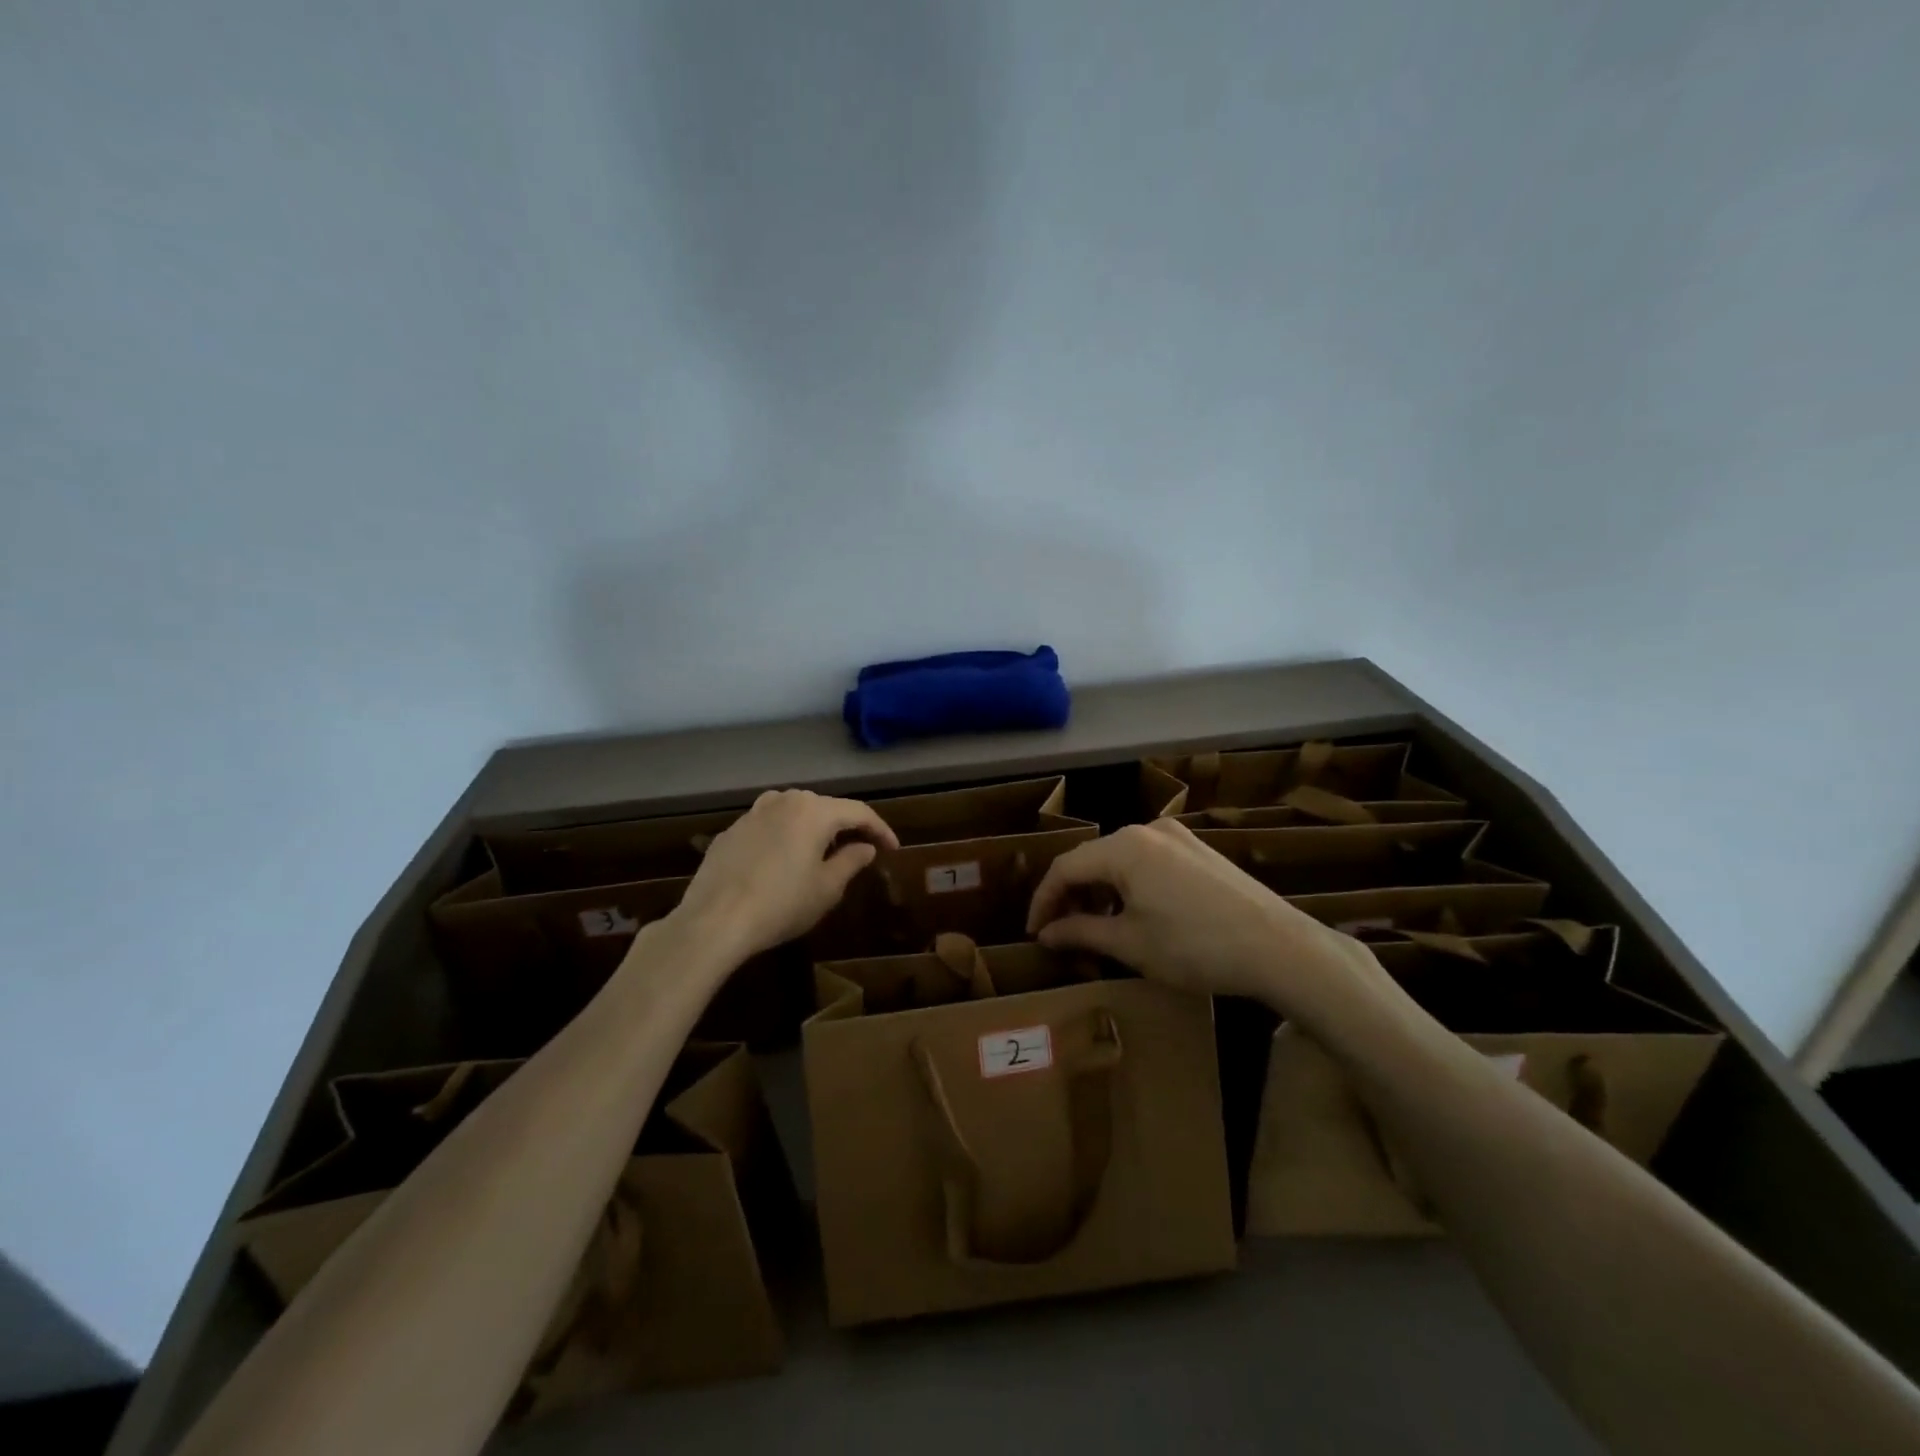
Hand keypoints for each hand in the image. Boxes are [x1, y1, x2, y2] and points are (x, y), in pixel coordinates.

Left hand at [674, 789, 899, 960]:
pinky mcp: (731, 831)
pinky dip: (785, 836)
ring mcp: (753, 813)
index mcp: (814, 811)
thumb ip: (851, 861)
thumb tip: (865, 847)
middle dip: (846, 826)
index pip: (858, 811)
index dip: (880, 829)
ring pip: (794, 812)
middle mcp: (784, 801)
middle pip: (826, 807)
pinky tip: (783, 860)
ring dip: (814, 827)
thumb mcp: (826, 888)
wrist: (714, 921)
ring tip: (822, 851)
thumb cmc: (781, 904)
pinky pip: (769, 825)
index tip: (893, 849)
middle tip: (861, 849)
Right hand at [1026, 817, 1380, 1013]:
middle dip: (1072, 896)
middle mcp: (1147, 829)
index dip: (1043, 901)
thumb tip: (1045, 934)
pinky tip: (1136, 914)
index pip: (1065, 868)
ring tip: (1097, 927)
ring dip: (1101, 891)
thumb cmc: (1194, 946)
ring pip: (1121, 859)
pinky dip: (1130, 885)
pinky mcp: (1200, 850)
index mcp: (1123, 846)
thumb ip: (1080, 932)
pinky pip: (1149, 861)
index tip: (1033, 934)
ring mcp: (1178, 836)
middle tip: (1063, 933)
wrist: (1280, 947)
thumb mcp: (1130, 944)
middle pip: (1092, 859)